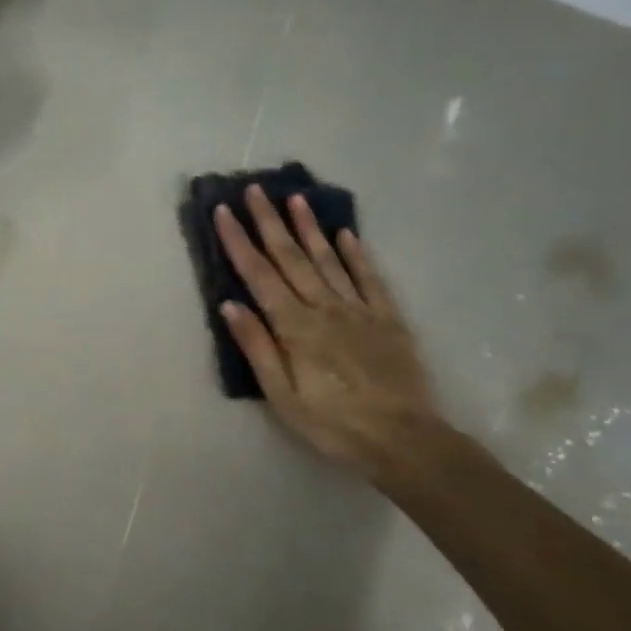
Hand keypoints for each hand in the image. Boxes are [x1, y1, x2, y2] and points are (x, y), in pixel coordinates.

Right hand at [214, 188, 441, 479]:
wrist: (405, 440)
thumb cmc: (333, 424)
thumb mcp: (282, 396)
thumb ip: (257, 347)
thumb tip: (230, 305)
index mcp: (295, 327)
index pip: (259, 275)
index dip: (239, 242)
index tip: (224, 212)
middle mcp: (325, 308)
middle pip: (292, 258)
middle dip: (270, 222)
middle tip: (256, 189)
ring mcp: (359, 310)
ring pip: (329, 259)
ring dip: (310, 228)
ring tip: (296, 198)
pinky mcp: (388, 319)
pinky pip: (370, 278)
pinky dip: (357, 254)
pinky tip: (347, 234)